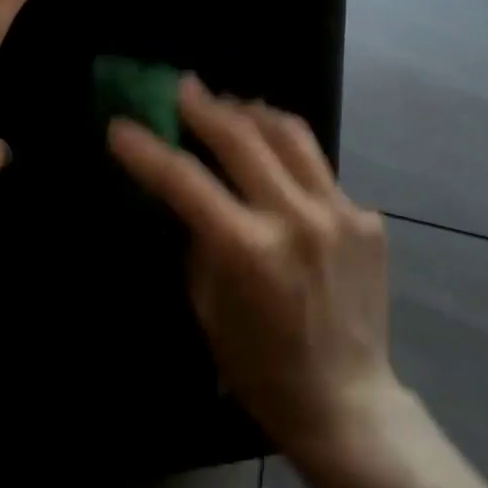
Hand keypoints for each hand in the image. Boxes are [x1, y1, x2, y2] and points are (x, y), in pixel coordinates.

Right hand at [108, 78, 398, 459]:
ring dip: (253, 112)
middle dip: (204, 106)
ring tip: (232, 105)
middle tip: (182, 87)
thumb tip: (188, 190)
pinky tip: (277, 168)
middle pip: (242, 138)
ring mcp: (341, 214)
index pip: (185, 180)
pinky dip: (290, 160)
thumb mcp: (208, 306)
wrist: (347, 401)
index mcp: (249, 250)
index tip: (120, 126)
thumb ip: (198, 239)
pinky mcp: (368, 218)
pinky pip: (320, 171)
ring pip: (291, 135)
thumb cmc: (260, 366)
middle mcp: (298, 219)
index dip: (146, 149)